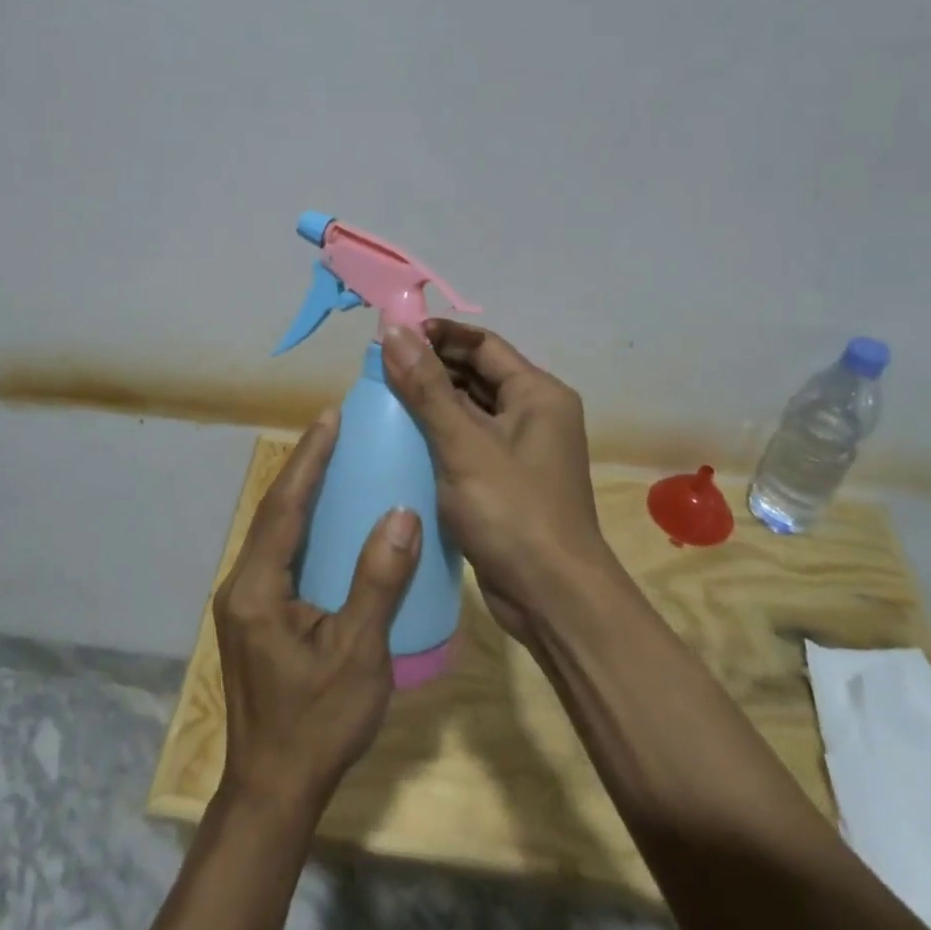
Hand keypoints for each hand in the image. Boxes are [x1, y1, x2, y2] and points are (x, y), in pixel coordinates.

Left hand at [212, 409, 421, 822]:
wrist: (273, 790)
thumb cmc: (317, 723)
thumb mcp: (358, 653)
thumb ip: (378, 581)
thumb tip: (402, 513)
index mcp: (257, 588)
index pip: (283, 507)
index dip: (308, 460)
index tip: (329, 418)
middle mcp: (241, 585)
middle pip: (273, 513)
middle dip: (302, 468)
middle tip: (335, 430)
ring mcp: (244, 603)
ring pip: (273, 533)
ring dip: (300, 495)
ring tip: (333, 462)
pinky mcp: (255, 618)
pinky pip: (279, 555)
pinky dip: (302, 526)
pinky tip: (327, 524)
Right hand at [381, 320, 612, 640]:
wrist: (552, 598)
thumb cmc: (513, 512)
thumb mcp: (464, 445)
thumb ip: (427, 388)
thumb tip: (393, 331)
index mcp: (537, 394)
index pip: (483, 344)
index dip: (438, 335)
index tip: (392, 336)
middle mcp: (534, 414)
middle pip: (476, 375)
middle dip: (430, 368)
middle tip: (379, 369)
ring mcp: (520, 450)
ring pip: (469, 410)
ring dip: (430, 403)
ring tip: (382, 399)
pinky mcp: (505, 480)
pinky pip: (467, 443)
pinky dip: (438, 436)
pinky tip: (401, 440)